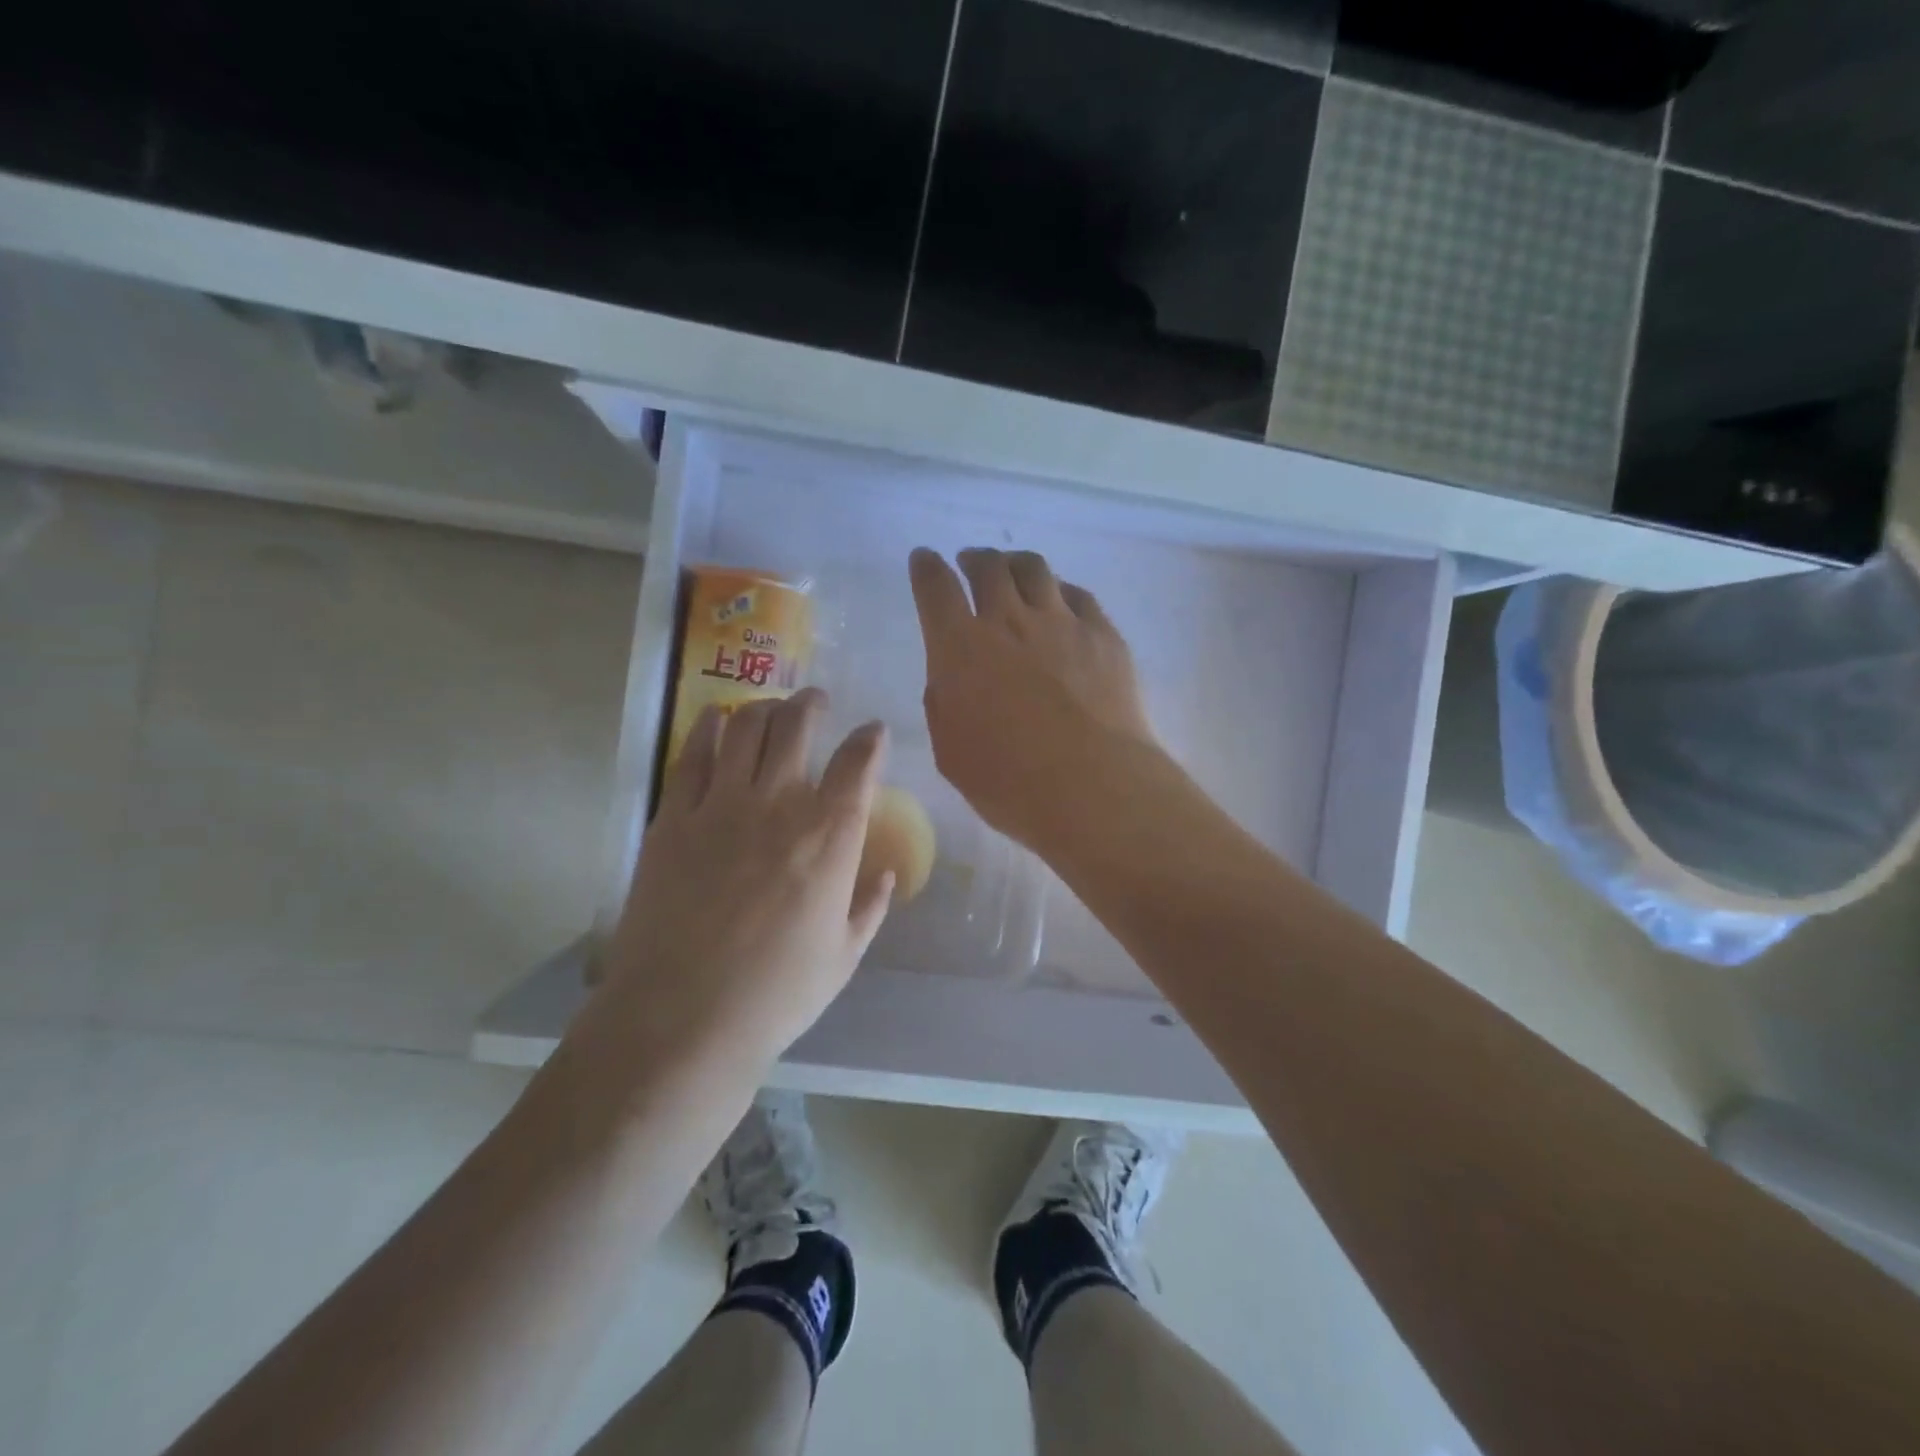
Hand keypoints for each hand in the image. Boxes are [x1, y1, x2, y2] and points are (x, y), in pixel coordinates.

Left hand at [599, 688, 894, 1066]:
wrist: (683, 1018)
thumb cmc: (777, 994)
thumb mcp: (844, 957)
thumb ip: (870, 908)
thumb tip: (886, 874)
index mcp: (831, 836)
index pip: (858, 763)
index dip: (870, 739)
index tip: (873, 732)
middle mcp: (780, 804)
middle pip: (799, 726)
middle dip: (812, 704)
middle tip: (816, 701)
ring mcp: (722, 806)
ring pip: (746, 728)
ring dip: (765, 708)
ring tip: (771, 707)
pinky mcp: (674, 818)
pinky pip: (692, 755)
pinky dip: (708, 728)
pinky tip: (715, 720)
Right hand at [910, 547, 1154, 851]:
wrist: (1093, 788)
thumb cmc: (1009, 782)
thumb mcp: (951, 751)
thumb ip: (944, 704)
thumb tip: (952, 679)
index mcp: (960, 648)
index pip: (936, 588)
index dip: (926, 568)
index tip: (924, 560)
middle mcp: (1009, 621)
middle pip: (988, 566)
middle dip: (973, 559)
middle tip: (970, 564)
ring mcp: (1061, 622)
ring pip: (1035, 569)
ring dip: (1015, 563)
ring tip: (1012, 571)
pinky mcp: (1103, 635)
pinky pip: (1078, 595)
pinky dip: (1060, 591)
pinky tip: (1060, 600)